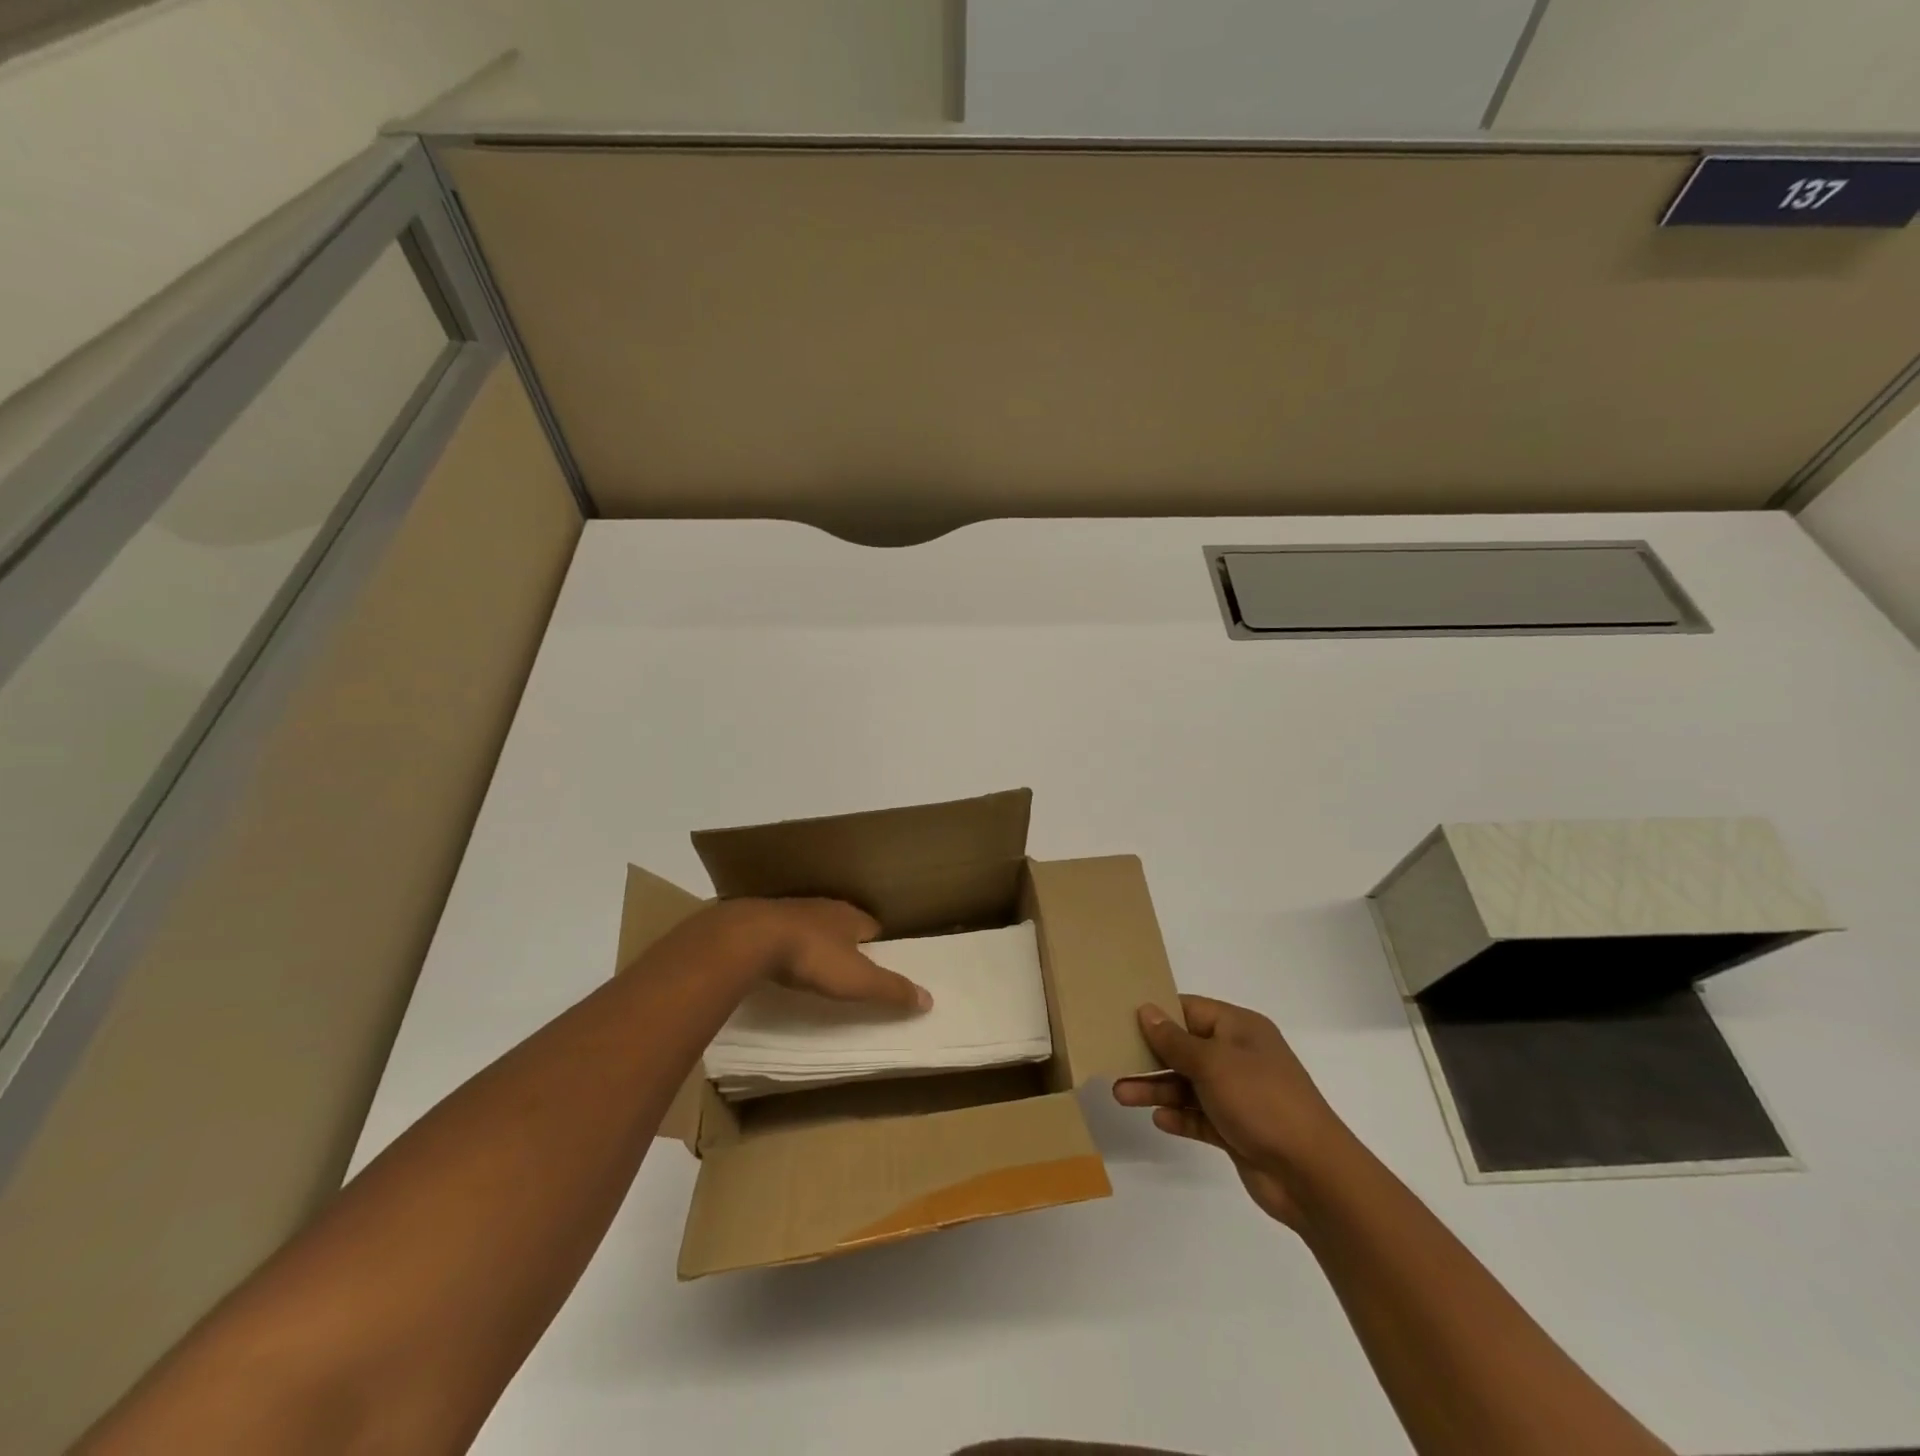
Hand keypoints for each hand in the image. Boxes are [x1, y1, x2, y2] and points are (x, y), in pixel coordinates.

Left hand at [648, 898, 931, 1012]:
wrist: (752, 938)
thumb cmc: (813, 957)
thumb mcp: (859, 980)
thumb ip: (892, 990)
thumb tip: (930, 998)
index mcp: (850, 916)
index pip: (872, 926)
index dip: (877, 943)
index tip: (879, 958)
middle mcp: (823, 907)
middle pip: (841, 923)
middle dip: (846, 939)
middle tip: (848, 963)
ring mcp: (790, 911)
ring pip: (810, 924)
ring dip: (814, 940)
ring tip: (815, 962)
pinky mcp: (762, 920)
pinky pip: (782, 932)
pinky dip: (786, 944)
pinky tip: (781, 959)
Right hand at [1113, 995, 1348, 1227]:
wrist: (1312, 1175)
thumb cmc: (1261, 1100)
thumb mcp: (1213, 1062)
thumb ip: (1175, 1040)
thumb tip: (1147, 1011)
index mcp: (1240, 1029)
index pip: (1191, 1010)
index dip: (1158, 1012)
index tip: (1122, 1016)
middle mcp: (1239, 1057)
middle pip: (1186, 1049)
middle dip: (1151, 1056)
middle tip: (1114, 1060)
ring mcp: (1239, 1095)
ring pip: (1188, 1085)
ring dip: (1157, 1088)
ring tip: (1121, 1096)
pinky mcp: (1237, 1130)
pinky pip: (1199, 1117)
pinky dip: (1179, 1116)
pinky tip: (1158, 1119)